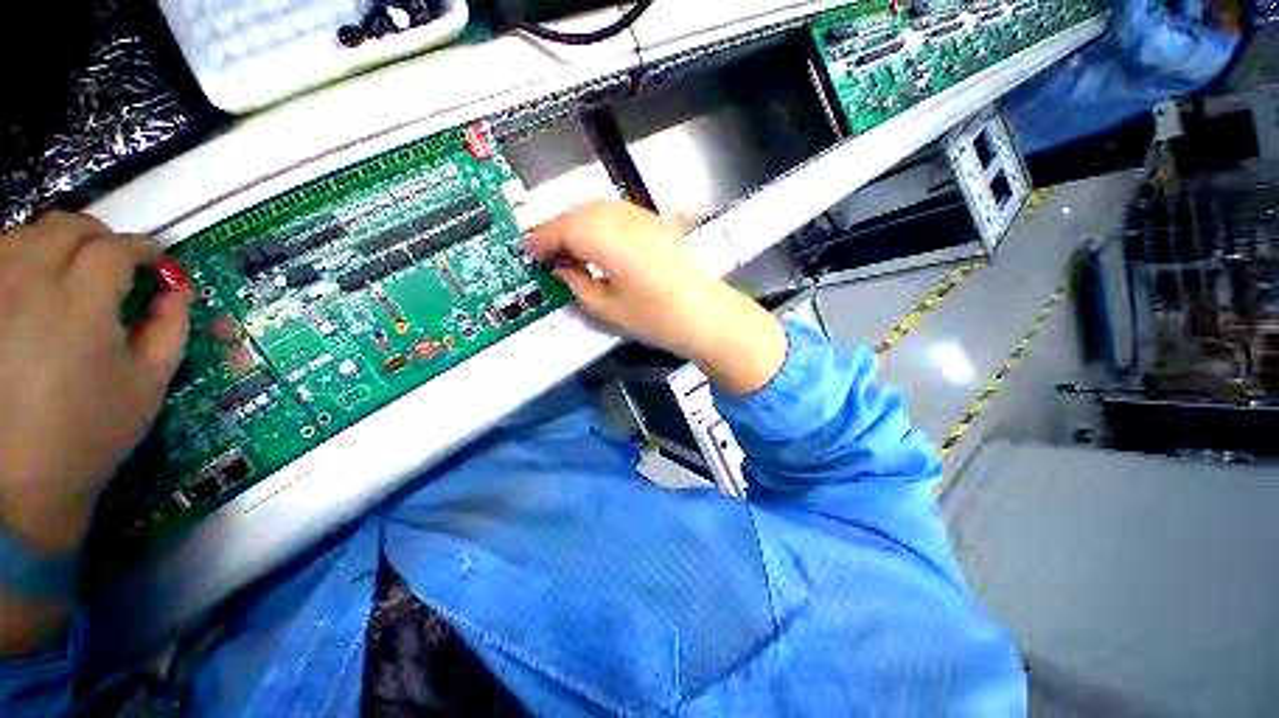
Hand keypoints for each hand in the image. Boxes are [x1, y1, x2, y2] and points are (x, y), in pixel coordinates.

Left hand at [0, 212, 190, 554]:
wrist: (23, 479)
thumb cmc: (92, 431)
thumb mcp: (149, 383)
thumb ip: (170, 328)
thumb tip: (178, 290)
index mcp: (83, 304)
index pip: (118, 250)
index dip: (145, 250)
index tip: (159, 264)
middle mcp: (31, 283)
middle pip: (67, 227)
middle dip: (99, 238)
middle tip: (116, 262)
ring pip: (26, 235)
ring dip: (57, 245)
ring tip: (72, 274)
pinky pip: (0, 260)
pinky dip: (22, 259)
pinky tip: (33, 289)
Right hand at [526, 201, 785, 394]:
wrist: (705, 314)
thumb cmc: (656, 318)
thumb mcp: (608, 310)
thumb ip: (578, 285)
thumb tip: (562, 269)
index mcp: (609, 241)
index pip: (564, 228)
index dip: (543, 238)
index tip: (530, 250)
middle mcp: (625, 220)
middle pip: (580, 212)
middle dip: (557, 227)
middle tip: (547, 250)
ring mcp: (645, 218)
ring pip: (599, 207)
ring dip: (578, 222)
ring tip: (570, 246)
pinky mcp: (658, 223)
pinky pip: (619, 212)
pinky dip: (600, 222)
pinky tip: (600, 241)